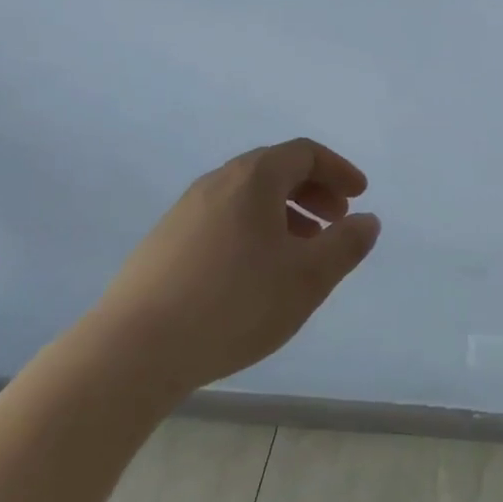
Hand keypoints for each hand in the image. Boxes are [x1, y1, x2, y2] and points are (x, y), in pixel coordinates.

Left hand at [94, 138, 380, 395]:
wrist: (135, 349)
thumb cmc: (235, 303)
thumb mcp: (307, 278)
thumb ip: (345, 245)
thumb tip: (367, 220)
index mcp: (253, 178)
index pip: (304, 153)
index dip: (338, 170)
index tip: (360, 195)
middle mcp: (217, 182)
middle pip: (275, 169)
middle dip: (313, 190)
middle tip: (336, 220)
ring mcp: (185, 210)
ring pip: (248, 196)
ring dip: (284, 211)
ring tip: (302, 249)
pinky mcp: (165, 241)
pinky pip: (224, 217)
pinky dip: (254, 228)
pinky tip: (256, 271)